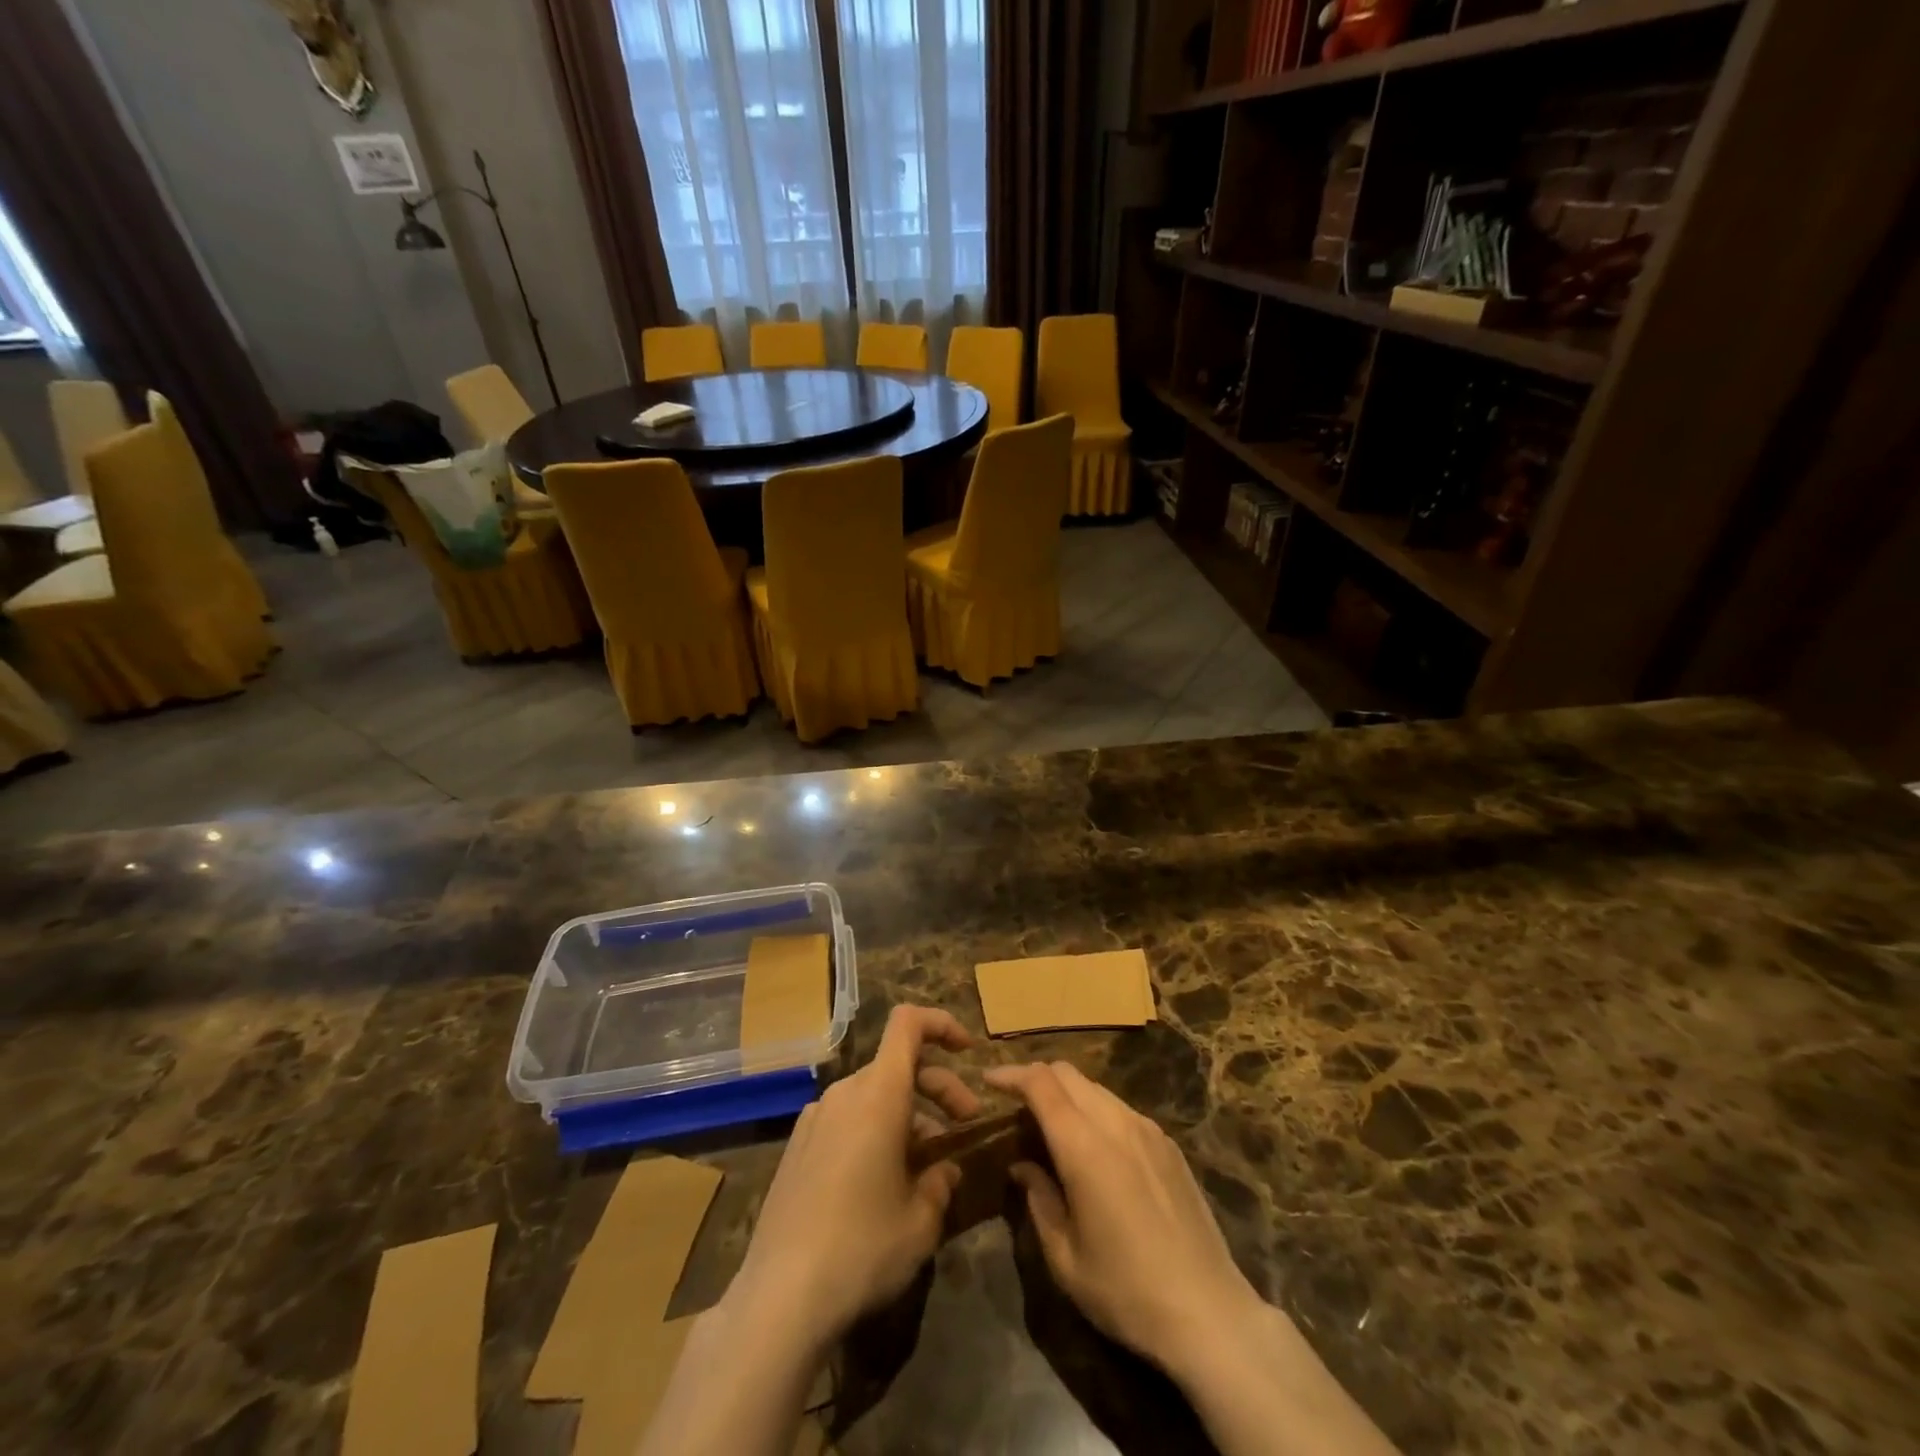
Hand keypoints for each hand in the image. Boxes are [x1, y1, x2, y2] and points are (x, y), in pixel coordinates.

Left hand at [723, 1005, 981, 1345]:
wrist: (778, 1298)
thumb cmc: (862, 1249)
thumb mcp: (920, 1222)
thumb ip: (940, 1184)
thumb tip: (944, 1171)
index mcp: (878, 1094)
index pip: (908, 1024)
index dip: (942, 1024)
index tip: (968, 1050)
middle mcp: (844, 1093)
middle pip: (897, 1064)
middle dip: (938, 1085)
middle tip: (965, 1124)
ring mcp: (815, 1119)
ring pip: (872, 1095)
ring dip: (908, 1114)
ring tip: (927, 1165)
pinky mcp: (797, 1148)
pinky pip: (846, 1120)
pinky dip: (874, 1130)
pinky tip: (882, 1182)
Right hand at [985, 1060, 1265, 1377]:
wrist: (1210, 1313)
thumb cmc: (1126, 1292)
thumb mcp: (1065, 1258)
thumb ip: (1039, 1200)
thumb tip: (1023, 1165)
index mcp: (1085, 1146)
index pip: (1041, 1083)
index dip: (1011, 1075)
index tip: (988, 1080)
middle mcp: (1116, 1123)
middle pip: (1068, 1074)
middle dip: (1036, 1078)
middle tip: (1014, 1103)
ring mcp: (1147, 1130)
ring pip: (1096, 1088)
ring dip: (1067, 1094)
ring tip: (1051, 1125)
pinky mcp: (1168, 1144)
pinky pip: (1121, 1109)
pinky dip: (1095, 1110)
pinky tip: (1093, 1147)